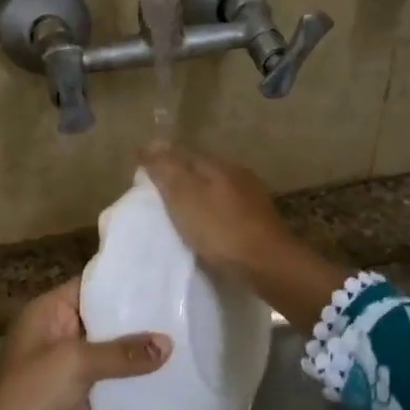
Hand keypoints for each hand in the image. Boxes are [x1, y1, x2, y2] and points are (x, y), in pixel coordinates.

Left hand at [0, 277, 169, 409]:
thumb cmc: (32, 393)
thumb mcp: (74, 361)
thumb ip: (122, 352)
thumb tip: (168, 344)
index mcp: (49, 313)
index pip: (89, 286)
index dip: (121, 281)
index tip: (160, 276)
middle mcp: (63, 334)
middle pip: (106, 317)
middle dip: (139, 314)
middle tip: (182, 302)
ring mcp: (76, 367)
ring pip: (115, 350)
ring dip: (142, 348)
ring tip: (187, 331)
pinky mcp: (89, 398)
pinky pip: (119, 380)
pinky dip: (140, 377)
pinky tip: (175, 369)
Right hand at [137, 142, 290, 273]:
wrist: (268, 264)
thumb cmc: (220, 229)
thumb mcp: (185, 197)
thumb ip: (166, 170)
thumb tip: (149, 145)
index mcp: (218, 165)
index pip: (183, 153)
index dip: (161, 160)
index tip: (141, 171)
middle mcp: (237, 174)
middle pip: (201, 169)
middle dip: (179, 176)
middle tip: (156, 191)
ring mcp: (252, 197)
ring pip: (216, 188)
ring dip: (197, 194)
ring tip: (178, 210)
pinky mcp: (259, 221)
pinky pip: (226, 208)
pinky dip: (211, 211)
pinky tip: (205, 225)